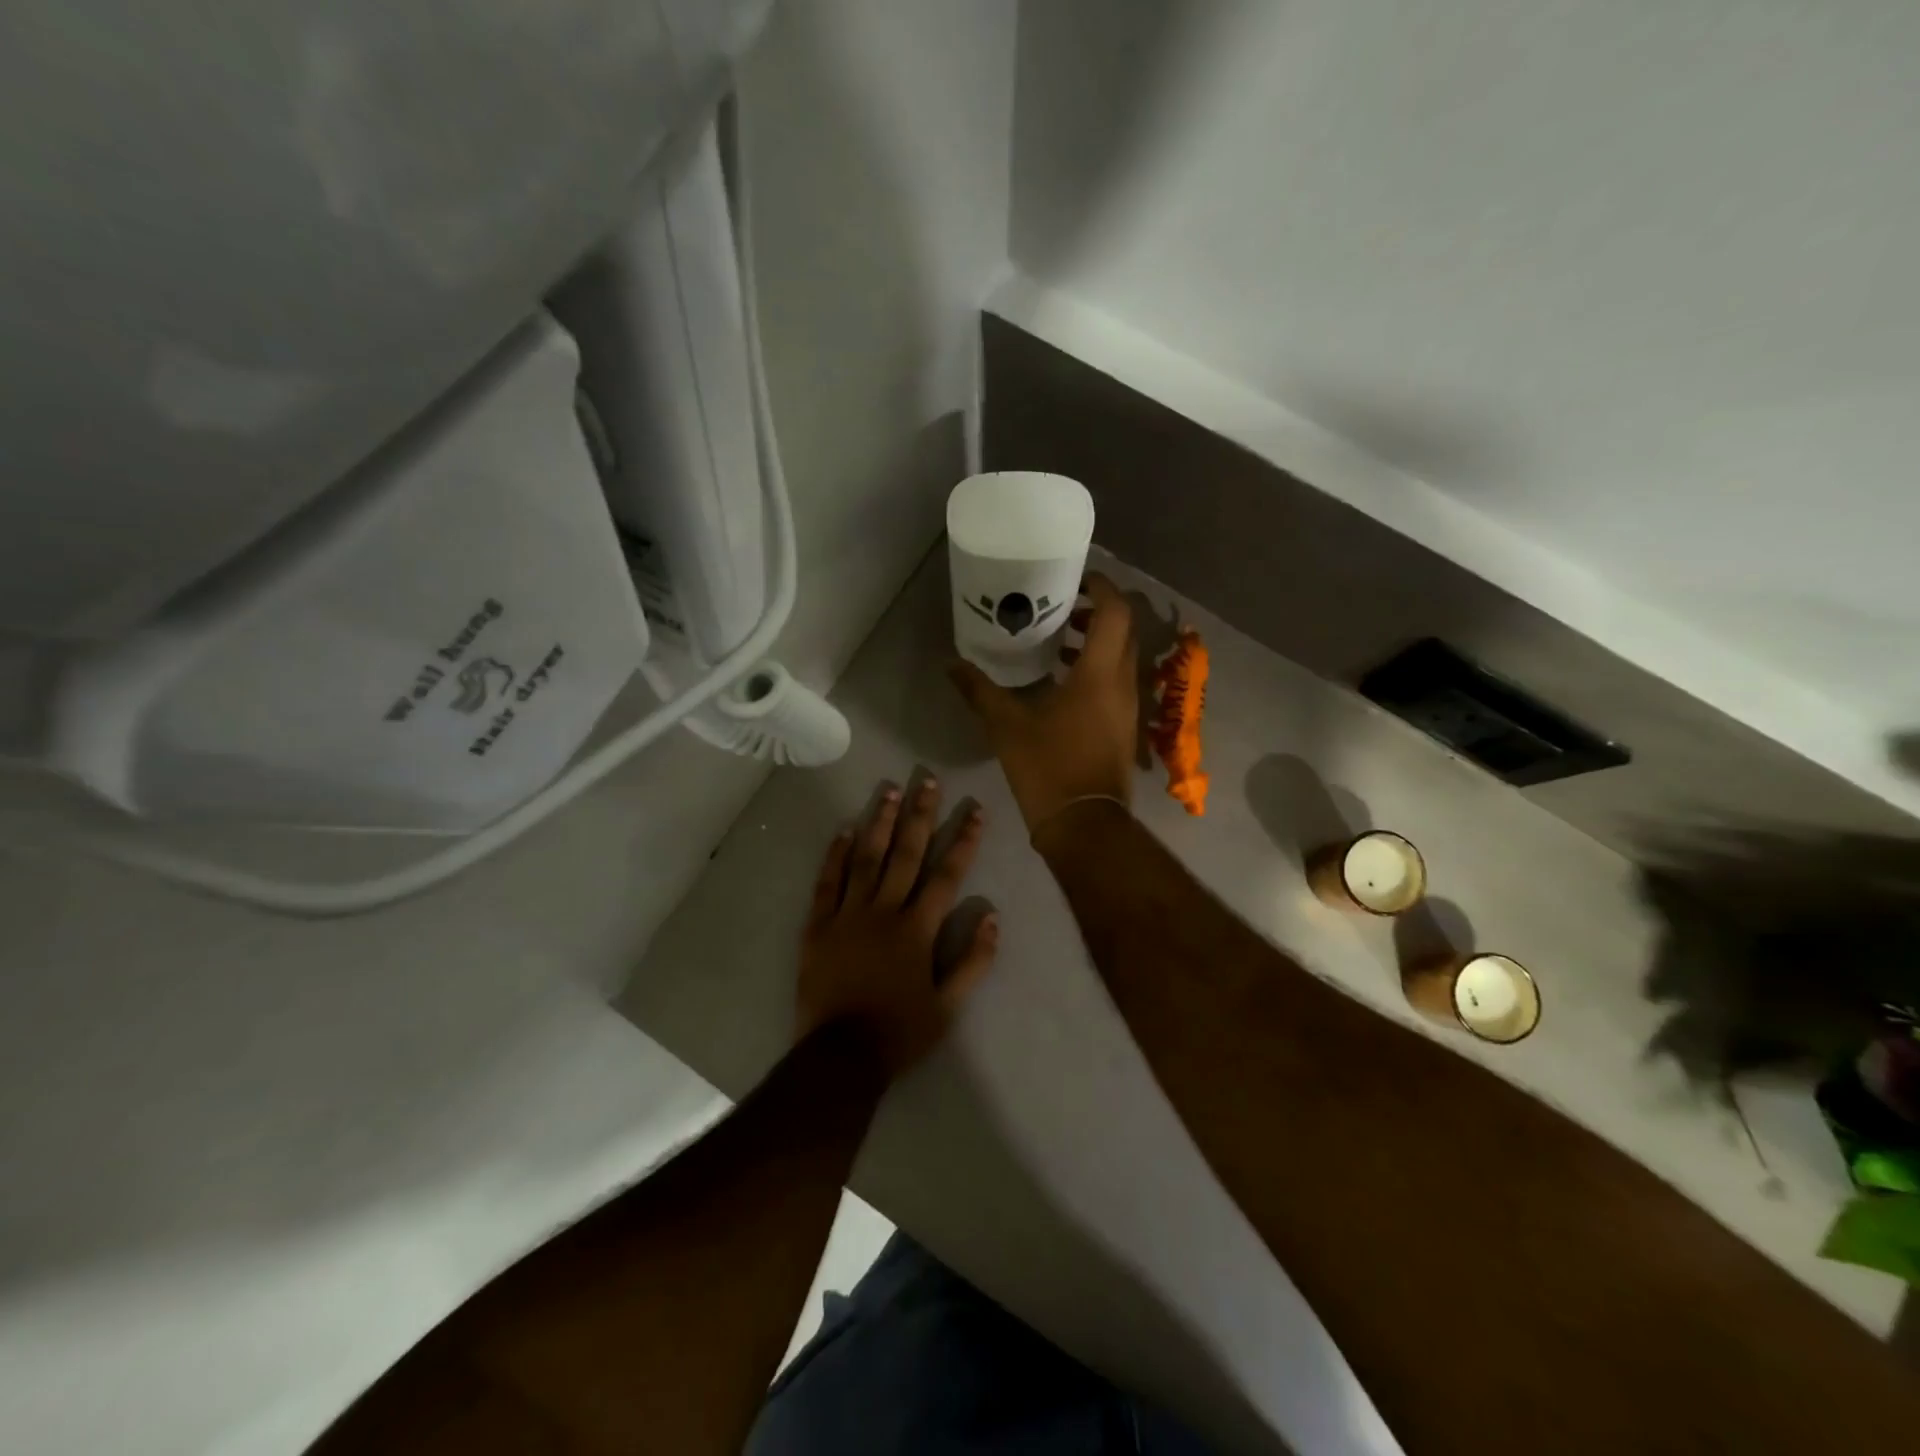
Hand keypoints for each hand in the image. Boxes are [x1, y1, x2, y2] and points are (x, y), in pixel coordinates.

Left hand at [796, 778, 997, 1077]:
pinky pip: (827, 883)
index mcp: (917, 929)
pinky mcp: (818, 926)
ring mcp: (848, 915)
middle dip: (920, 815)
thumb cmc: (899, 1032)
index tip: (975, 810)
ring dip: (879, 822)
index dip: (964, 840)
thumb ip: (974, 961)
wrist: (840, 1056)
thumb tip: (993, 917)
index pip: (947, 875)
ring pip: (866, 858)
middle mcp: (884, 911)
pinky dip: (835, 855)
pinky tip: (844, 829)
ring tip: (889, 790)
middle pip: (906, 854)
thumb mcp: (948, 1006)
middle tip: (927, 780)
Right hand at [948, 572, 1138, 833]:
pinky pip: (1117, 680)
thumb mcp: (1006, 726)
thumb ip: (979, 690)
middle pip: (1123, 630)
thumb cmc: (1048, 768)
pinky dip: (1098, 666)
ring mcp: (1128, 706)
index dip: (1100, 587)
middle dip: (1097, 610)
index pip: (1114, 612)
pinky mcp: (1124, 726)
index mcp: (1100, 673)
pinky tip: (1064, 679)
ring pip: (1122, 656)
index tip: (1075, 579)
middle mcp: (1122, 682)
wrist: (1084, 824)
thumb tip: (951, 664)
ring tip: (1060, 638)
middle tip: (1061, 605)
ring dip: (1098, 640)